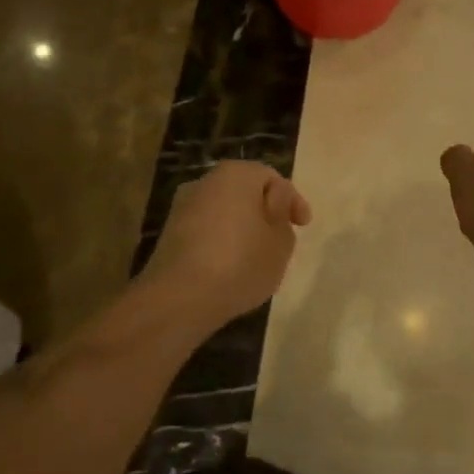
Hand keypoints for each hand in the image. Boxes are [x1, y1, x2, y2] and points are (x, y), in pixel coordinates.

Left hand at [140, 161, 312, 330]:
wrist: (179, 299)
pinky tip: (231, 266)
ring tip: (258, 256)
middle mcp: (206, 182)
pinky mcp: (170, 235)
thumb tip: (273, 203)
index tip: (303, 226)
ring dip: (243, 228)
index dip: (292, 201)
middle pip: (245, 192)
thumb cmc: (240, 262)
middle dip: (265, 212)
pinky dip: (222, 242)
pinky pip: (207, 231)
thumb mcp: (281, 241)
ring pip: (225, 212)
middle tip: (282, 238)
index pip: (272, 178)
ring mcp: (183, 208)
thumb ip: (283, 216)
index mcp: (236, 174)